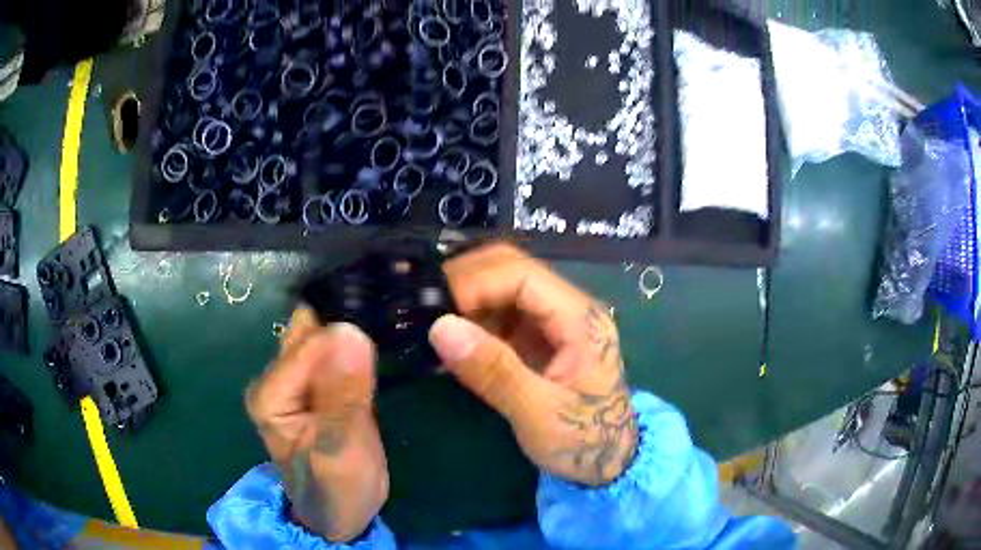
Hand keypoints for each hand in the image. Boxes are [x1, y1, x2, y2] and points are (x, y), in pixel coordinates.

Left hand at [245, 308, 387, 541]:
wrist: (338, 512)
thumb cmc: (339, 490)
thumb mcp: (344, 451)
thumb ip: (343, 395)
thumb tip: (349, 331)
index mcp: (271, 394)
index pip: (310, 344)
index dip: (346, 346)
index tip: (375, 363)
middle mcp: (273, 377)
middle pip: (310, 329)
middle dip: (346, 332)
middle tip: (376, 360)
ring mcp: (291, 379)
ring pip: (322, 334)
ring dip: (351, 340)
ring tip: (375, 364)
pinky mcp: (312, 383)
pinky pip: (332, 350)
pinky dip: (353, 351)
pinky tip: (369, 365)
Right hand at [430, 243, 637, 485]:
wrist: (609, 461)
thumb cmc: (584, 441)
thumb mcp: (539, 414)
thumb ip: (494, 371)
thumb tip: (440, 327)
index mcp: (579, 319)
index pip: (520, 274)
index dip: (474, 282)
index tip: (435, 308)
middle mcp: (567, 309)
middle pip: (511, 269)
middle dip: (466, 282)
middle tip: (424, 308)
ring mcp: (552, 323)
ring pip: (501, 288)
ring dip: (465, 300)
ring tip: (430, 325)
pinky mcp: (538, 340)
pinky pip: (499, 315)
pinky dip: (471, 321)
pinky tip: (451, 342)